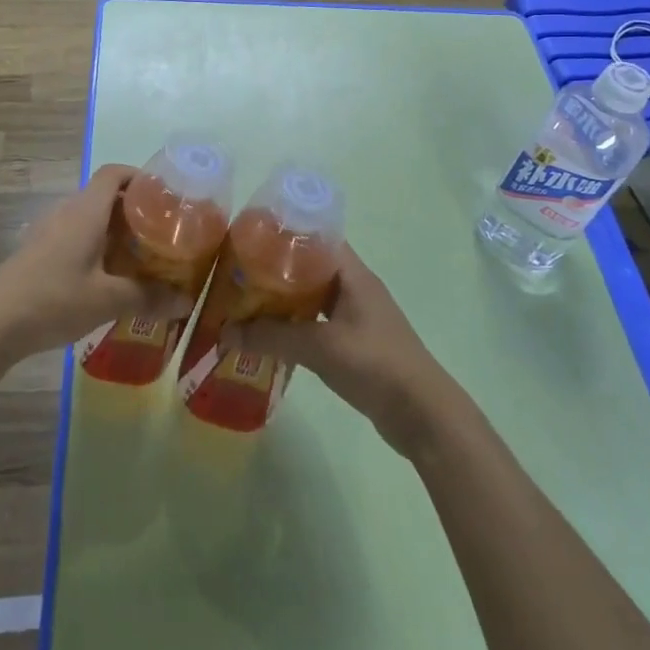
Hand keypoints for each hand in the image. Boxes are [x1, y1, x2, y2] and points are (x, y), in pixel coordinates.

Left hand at [0, 165, 194, 362]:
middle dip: (133, 209)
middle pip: (104, 194)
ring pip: (89, 216)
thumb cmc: (55, 299)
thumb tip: (185, 302)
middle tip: (161, 233)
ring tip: (139, 255)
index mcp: (86, 210)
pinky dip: (95, 243)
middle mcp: (67, 210)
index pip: (113, 173)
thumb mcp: (108, 300)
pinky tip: (106, 275)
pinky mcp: (38, 248)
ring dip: (114, 229)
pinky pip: (74, 233)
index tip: (164, 196)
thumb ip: (148, 297)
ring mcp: (48, 228)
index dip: (139, 177)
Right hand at [225, 246, 457, 456]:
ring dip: (283, 299)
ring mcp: (356, 316)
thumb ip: (272, 337)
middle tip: (238, 272)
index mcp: (353, 275)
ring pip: (311, 296)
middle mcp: (355, 288)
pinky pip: (316, 322)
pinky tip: (269, 335)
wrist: (424, 416)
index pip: (316, 237)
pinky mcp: (355, 343)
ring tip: (245, 301)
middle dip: (275, 269)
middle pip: (309, 266)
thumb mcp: (320, 347)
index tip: (249, 236)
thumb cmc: (376, 365)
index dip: (284, 233)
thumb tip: (225, 332)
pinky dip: (294, 325)